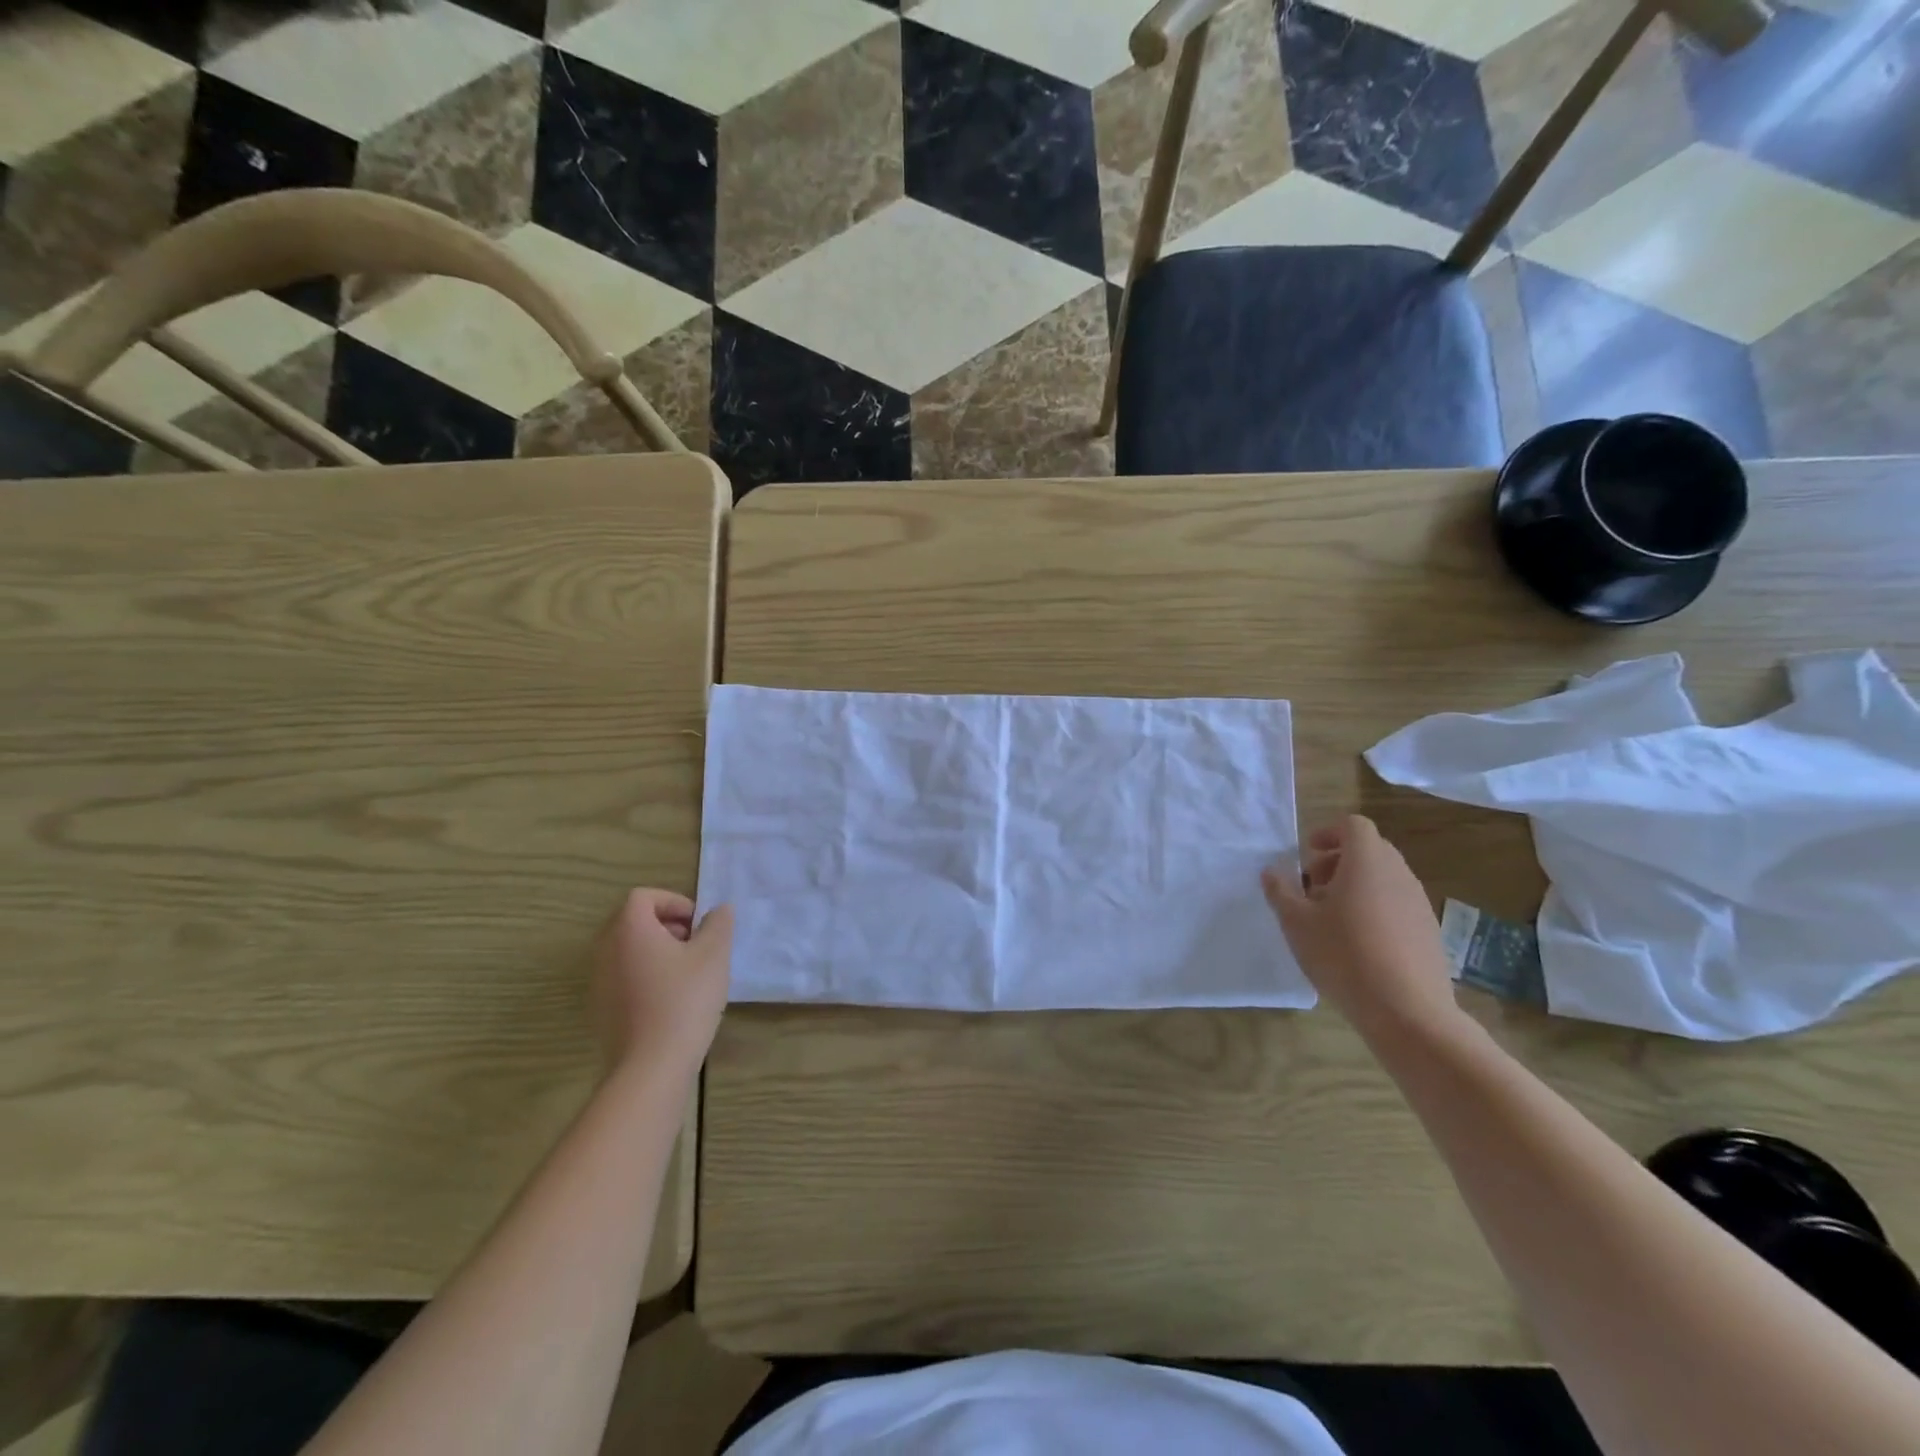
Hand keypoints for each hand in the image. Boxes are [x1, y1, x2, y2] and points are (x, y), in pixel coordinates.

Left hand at [591, 889, 731, 1082]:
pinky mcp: (601, 1009)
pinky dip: (646, 976)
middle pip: (633, 922)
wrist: (651, 1066)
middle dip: (667, 926)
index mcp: (629, 929)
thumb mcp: (714, 955)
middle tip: (696, 945)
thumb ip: (718, 924)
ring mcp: (599, 981)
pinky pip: (624, 977)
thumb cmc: (684, 999)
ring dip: (657, 951)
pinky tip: (672, 1000)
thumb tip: (718, 910)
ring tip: (688, 974)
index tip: (698, 924)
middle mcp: (605, 950)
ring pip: (628, 950)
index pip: (644, 896)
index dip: (674, 902)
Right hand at [1261, 816, 1457, 1034]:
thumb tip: (1272, 871)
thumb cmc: (1343, 955)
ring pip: (1385, 878)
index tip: (1306, 856)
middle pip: (1370, 850)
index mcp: (1367, 862)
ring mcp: (1419, 903)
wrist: (1408, 1012)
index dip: (1328, 833)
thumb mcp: (1296, 923)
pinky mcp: (1429, 931)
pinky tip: (1358, 944)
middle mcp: (1398, 874)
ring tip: (1332, 918)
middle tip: (1313, 888)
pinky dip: (1376, 908)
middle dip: (1338, 861)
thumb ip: (1280, 891)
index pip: (1353, 826)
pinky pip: (1398, 904)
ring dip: (1357, 885)